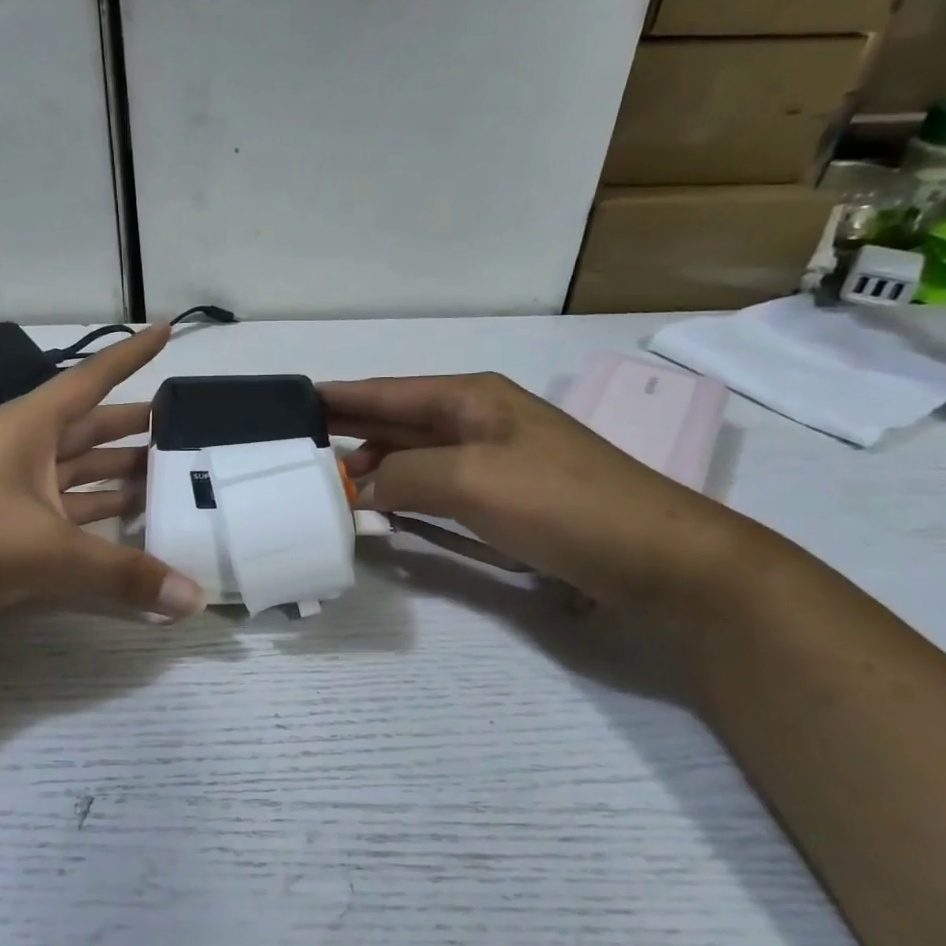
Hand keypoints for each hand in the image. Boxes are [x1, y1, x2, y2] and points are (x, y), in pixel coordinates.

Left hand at [0, 325, 205, 640]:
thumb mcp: (47, 551)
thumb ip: (122, 574)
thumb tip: (193, 601)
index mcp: (30, 427)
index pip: (92, 379)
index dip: (130, 356)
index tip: (166, 332)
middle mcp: (21, 449)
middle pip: (90, 429)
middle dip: (134, 429)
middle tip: (183, 434)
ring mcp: (7, 489)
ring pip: (75, 475)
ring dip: (115, 477)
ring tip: (165, 482)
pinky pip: (59, 514)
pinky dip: (90, 521)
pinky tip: (122, 531)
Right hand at [321, 373, 750, 610]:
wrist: (655, 554)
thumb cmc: (560, 502)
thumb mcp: (469, 480)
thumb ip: (401, 476)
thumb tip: (358, 487)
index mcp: (470, 398)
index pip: (386, 391)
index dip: (338, 396)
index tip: (291, 400)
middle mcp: (478, 419)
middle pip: (397, 418)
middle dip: (348, 428)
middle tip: (295, 442)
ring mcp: (493, 459)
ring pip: (414, 454)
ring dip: (372, 464)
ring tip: (327, 480)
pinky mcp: (504, 497)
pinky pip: (435, 485)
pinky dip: (402, 491)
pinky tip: (381, 505)